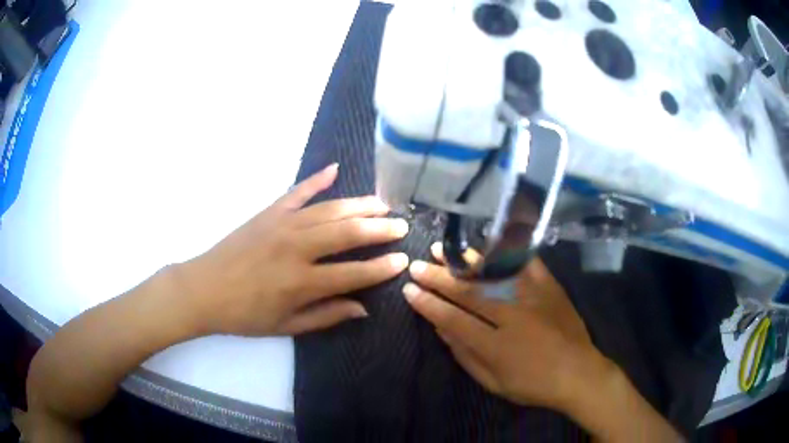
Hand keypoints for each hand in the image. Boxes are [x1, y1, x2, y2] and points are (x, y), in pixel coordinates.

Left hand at [174, 163, 409, 336]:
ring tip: (382, 203)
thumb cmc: (244, 314)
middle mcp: (296, 248)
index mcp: (301, 282)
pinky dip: (316, 179)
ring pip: (329, 209)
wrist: (203, 289)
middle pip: (347, 233)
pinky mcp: (268, 212)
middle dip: (379, 229)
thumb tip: (363, 307)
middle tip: (401, 225)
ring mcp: (281, 225)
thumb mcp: (286, 326)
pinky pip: (297, 192)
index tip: (403, 259)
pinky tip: (334, 169)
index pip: (353, 273)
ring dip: (358, 205)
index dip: (381, 267)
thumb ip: (326, 316)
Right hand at [402, 244, 605, 409]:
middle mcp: (512, 316)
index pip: (453, 319)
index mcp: (496, 345)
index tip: (409, 290)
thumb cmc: (533, 385)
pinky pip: (526, 263)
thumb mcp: (493, 382)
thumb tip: (441, 330)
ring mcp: (532, 297)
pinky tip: (488, 241)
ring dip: (464, 260)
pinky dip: (506, 251)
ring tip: (442, 249)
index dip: (428, 305)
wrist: (579, 373)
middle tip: (417, 266)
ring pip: (492, 274)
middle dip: (438, 278)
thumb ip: (465, 356)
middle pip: (468, 292)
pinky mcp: (549, 286)